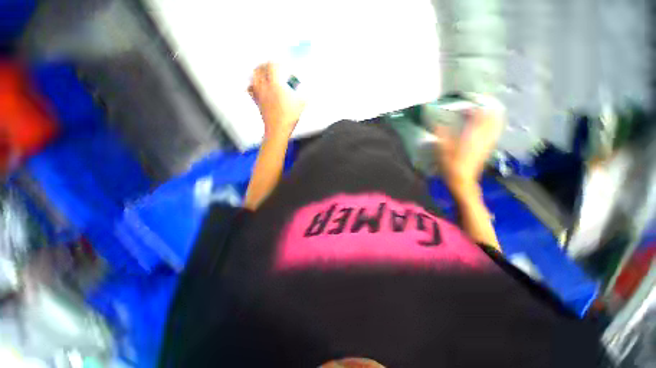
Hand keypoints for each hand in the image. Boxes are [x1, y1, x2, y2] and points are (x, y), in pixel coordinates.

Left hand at [248, 62, 304, 138]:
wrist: (278, 129)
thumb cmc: (289, 117)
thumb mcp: (301, 104)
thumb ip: (304, 95)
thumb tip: (307, 92)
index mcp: (276, 84)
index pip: (272, 66)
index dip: (277, 62)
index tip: (281, 63)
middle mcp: (265, 87)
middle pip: (260, 69)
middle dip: (265, 65)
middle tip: (270, 65)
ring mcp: (259, 94)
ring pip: (253, 77)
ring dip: (258, 72)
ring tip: (262, 72)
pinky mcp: (257, 102)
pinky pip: (251, 89)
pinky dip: (252, 85)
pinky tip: (256, 86)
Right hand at [434, 101, 503, 196]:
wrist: (462, 180)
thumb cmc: (450, 165)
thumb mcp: (442, 149)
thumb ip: (441, 134)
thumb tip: (437, 123)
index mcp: (471, 135)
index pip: (477, 115)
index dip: (472, 108)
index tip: (463, 106)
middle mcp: (482, 136)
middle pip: (490, 117)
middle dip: (486, 109)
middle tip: (477, 105)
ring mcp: (487, 142)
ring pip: (495, 124)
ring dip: (491, 116)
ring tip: (484, 112)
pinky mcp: (488, 148)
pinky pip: (494, 132)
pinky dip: (493, 126)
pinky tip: (488, 125)